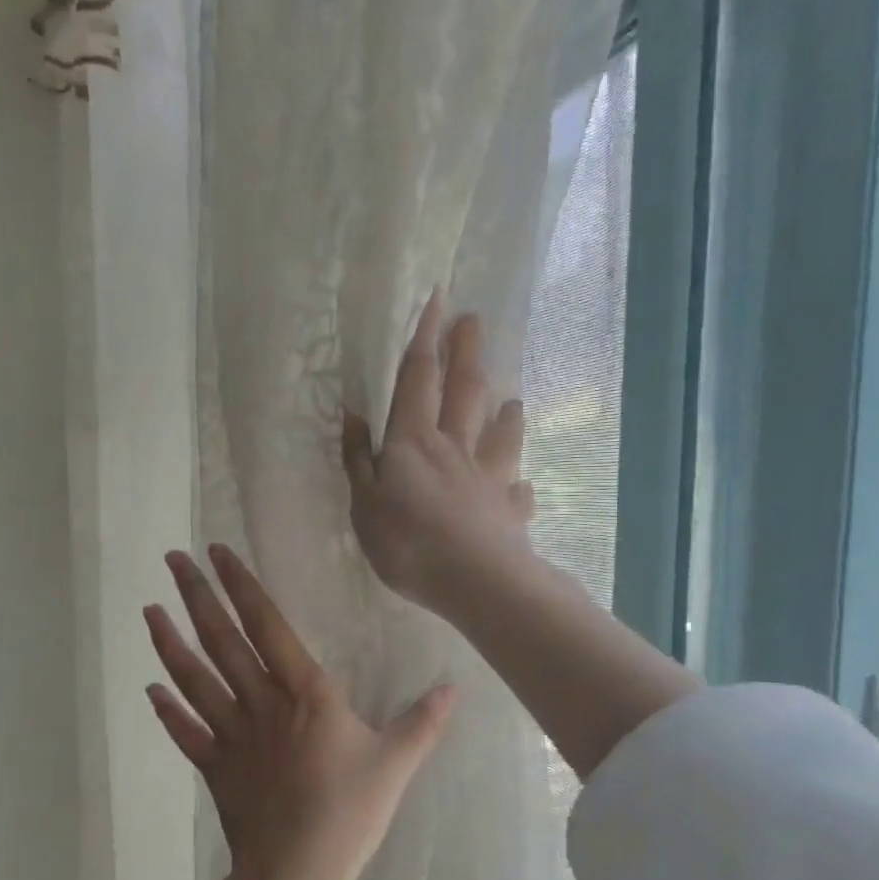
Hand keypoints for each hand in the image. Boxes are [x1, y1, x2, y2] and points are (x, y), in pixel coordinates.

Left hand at [144, 545, 454, 879]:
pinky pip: (186, 731)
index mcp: (305, 692)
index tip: (217, 553)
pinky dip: (167, 709)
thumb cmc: (349, 812)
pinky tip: (150, 689)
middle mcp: (261, 702)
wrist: (296, 872)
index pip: (267, 625)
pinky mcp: (214, 767)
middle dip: (197, 597)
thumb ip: (423, 721)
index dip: (242, 586)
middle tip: (173, 560)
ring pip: (195, 679)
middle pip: (222, 641)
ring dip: (170, 642)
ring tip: (149, 610)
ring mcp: (232, 734)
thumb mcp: (396, 762)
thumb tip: (454, 688)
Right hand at [342, 290, 536, 620]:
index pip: (418, 379)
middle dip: (467, 354)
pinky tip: (522, 488)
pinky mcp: (510, 511)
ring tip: (511, 400)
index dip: (425, 339)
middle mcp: (456, 449)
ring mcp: (489, 478)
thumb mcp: (363, 504)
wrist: (473, 580)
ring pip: (501, 435)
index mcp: (414, 442)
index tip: (437, 300)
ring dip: (506, 414)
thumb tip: (356, 417)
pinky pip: (517, 492)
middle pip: (464, 392)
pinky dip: (519, 487)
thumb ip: (358, 460)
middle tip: (474, 321)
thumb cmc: (406, 542)